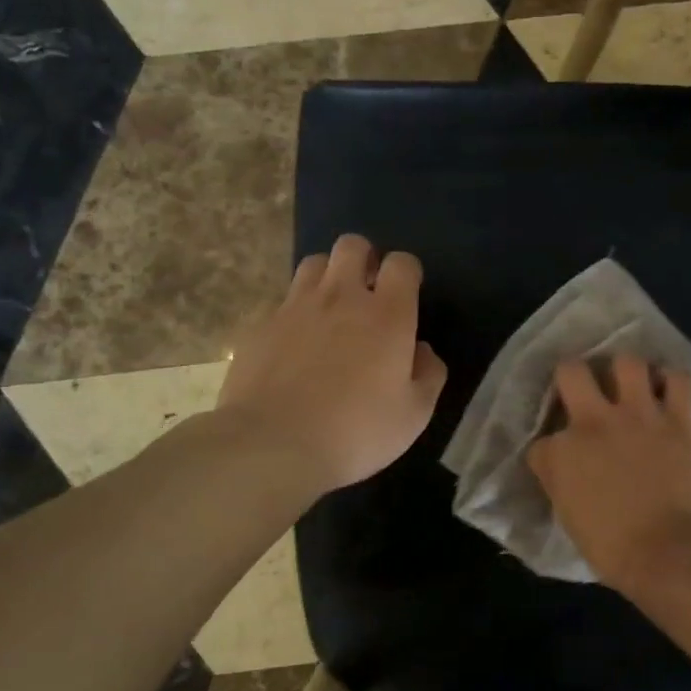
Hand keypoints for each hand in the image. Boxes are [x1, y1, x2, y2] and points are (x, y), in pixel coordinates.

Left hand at [216, 235, 447, 494]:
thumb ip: (429, 374)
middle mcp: (341, 297)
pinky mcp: (260, 325)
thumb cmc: (356, 431)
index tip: (407, 296)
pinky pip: (283, 302)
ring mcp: (295, 307)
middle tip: (367, 294)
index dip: (407, 273)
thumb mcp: (414, 414)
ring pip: (313, 264)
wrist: (271, 445)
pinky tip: (295, 346)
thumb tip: (422, 350)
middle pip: (352, 245)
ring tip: (331, 311)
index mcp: (387, 315)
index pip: (402, 263)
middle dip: (364, 259)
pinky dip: (295, 313)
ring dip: (328, 278)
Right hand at [526, 354, 690, 587]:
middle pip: (570, 371)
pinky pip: (678, 380)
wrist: (671, 551)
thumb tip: (563, 467)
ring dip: (625, 370)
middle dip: (571, 375)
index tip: (561, 461)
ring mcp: (640, 415)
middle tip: (583, 389)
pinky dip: (671, 381)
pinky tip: (667, 389)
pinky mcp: (678, 419)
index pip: (543, 439)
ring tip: (630, 382)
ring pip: (627, 361)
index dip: (551, 449)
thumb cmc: (614, 548)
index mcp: (562, 452)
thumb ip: (561, 480)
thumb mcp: (568, 516)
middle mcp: (595, 422)